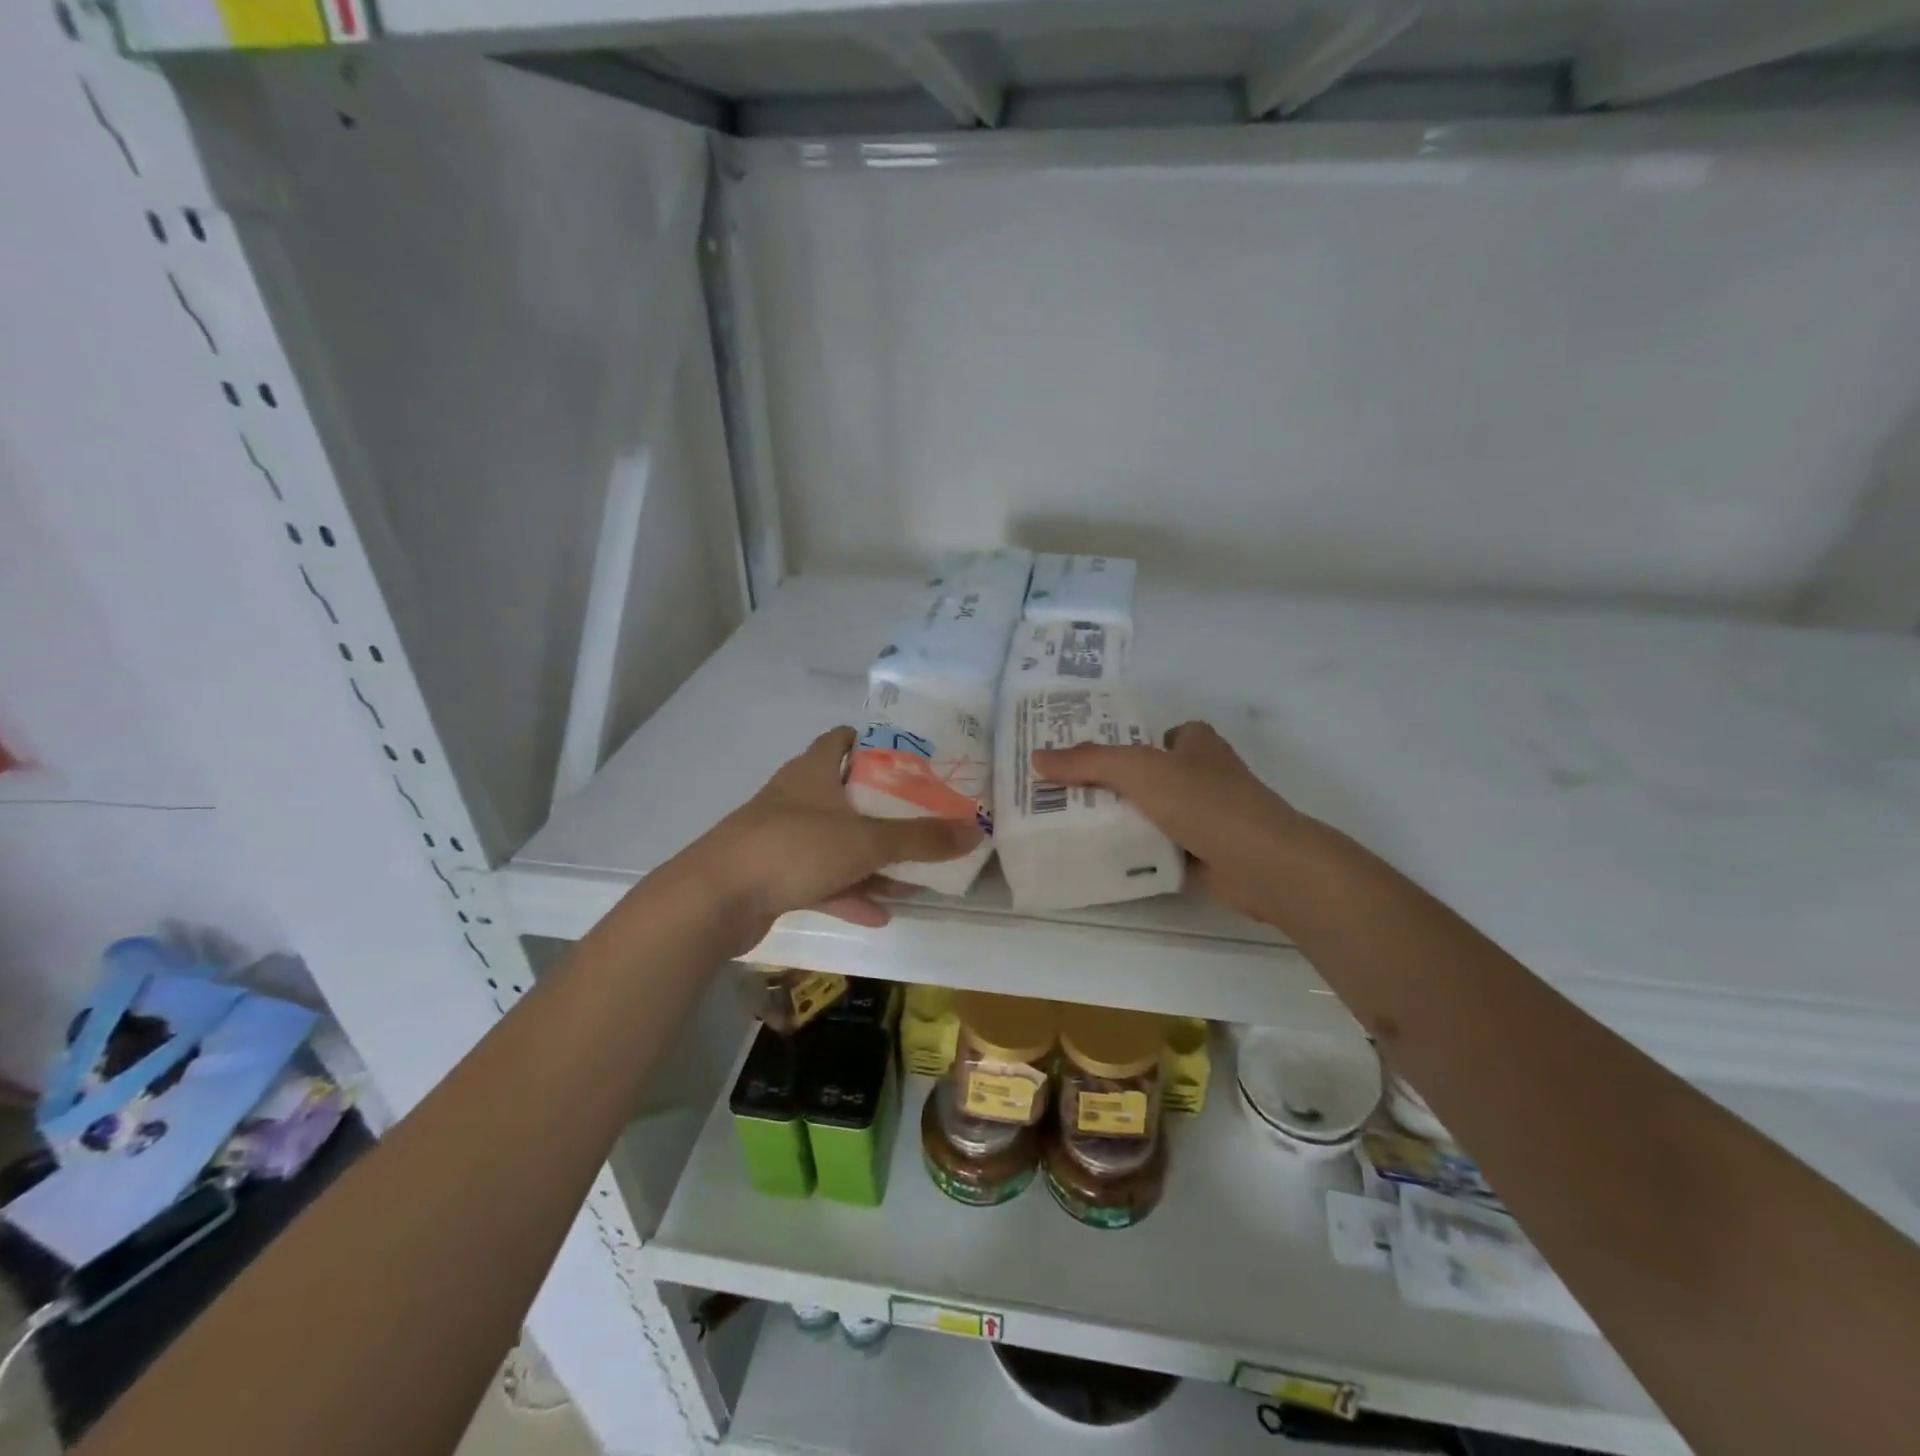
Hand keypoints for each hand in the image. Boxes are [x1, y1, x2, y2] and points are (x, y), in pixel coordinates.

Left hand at [680, 727, 981, 953]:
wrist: (715, 900)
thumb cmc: (793, 848)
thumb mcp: (866, 840)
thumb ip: (921, 838)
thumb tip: (975, 831)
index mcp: (813, 772)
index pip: (840, 741)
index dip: (871, 743)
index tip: (908, 756)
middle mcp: (797, 798)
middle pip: (846, 795)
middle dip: (883, 808)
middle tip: (923, 816)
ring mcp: (783, 839)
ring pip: (837, 843)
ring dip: (871, 859)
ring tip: (912, 875)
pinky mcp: (774, 876)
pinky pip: (822, 880)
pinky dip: (849, 893)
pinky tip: (880, 914)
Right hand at [1032, 721, 1302, 920]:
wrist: (1261, 863)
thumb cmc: (1203, 801)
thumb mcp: (1138, 769)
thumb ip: (1088, 762)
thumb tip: (1037, 758)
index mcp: (1195, 743)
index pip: (1149, 736)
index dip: (1116, 743)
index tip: (1076, 759)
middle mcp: (1202, 774)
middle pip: (1145, 775)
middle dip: (1109, 785)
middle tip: (1061, 795)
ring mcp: (1205, 814)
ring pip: (1150, 812)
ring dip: (1120, 820)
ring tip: (1070, 826)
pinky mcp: (1204, 851)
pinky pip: (1159, 845)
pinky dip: (1136, 851)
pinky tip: (1103, 856)